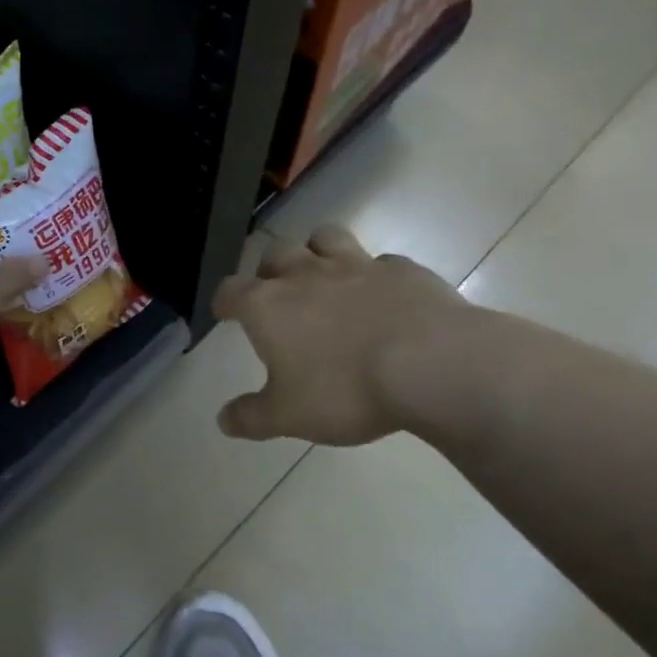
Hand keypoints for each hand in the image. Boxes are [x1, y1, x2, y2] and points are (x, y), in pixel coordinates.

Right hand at [213, 226, 469, 445]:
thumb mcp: (289, 416)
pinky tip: (383, 297)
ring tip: (323, 273)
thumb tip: (223, 420)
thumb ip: (251, 416)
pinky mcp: (402, 270)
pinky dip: (374, 274)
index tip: (224, 311)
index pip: (231, 290)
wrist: (433, 364)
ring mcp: (357, 265)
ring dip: (316, 250)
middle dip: (269, 269)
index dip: (224, 300)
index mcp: (268, 306)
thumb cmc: (345, 390)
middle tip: (275, 291)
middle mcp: (306, 274)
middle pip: (275, 253)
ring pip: (325, 237)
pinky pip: (381, 262)